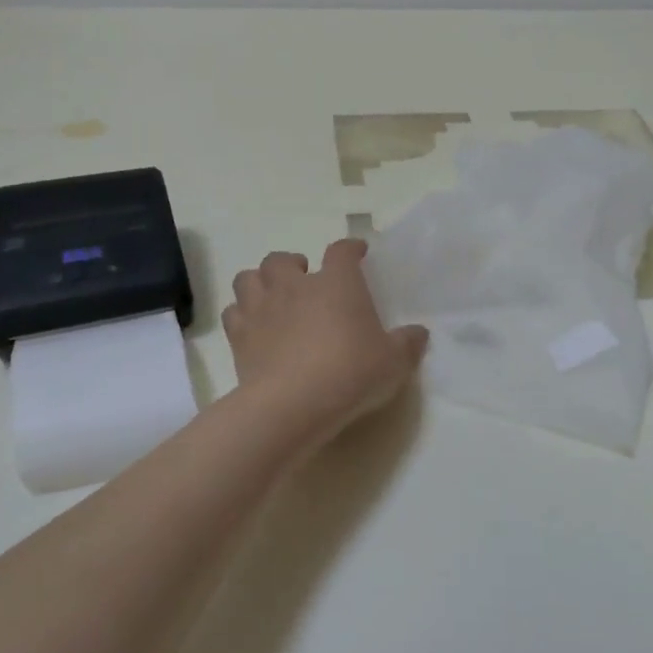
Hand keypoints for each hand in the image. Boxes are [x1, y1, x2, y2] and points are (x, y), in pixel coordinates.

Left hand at [223, 239, 428, 448]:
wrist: (293, 403)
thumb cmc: (351, 373)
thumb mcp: (394, 362)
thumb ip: (407, 344)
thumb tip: (418, 333)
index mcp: (337, 283)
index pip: (342, 251)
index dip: (351, 249)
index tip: (358, 253)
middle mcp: (295, 286)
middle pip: (282, 259)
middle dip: (292, 264)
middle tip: (304, 281)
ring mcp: (262, 308)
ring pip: (249, 277)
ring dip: (260, 283)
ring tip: (273, 298)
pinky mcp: (239, 336)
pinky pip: (233, 313)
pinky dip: (242, 315)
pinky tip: (254, 328)